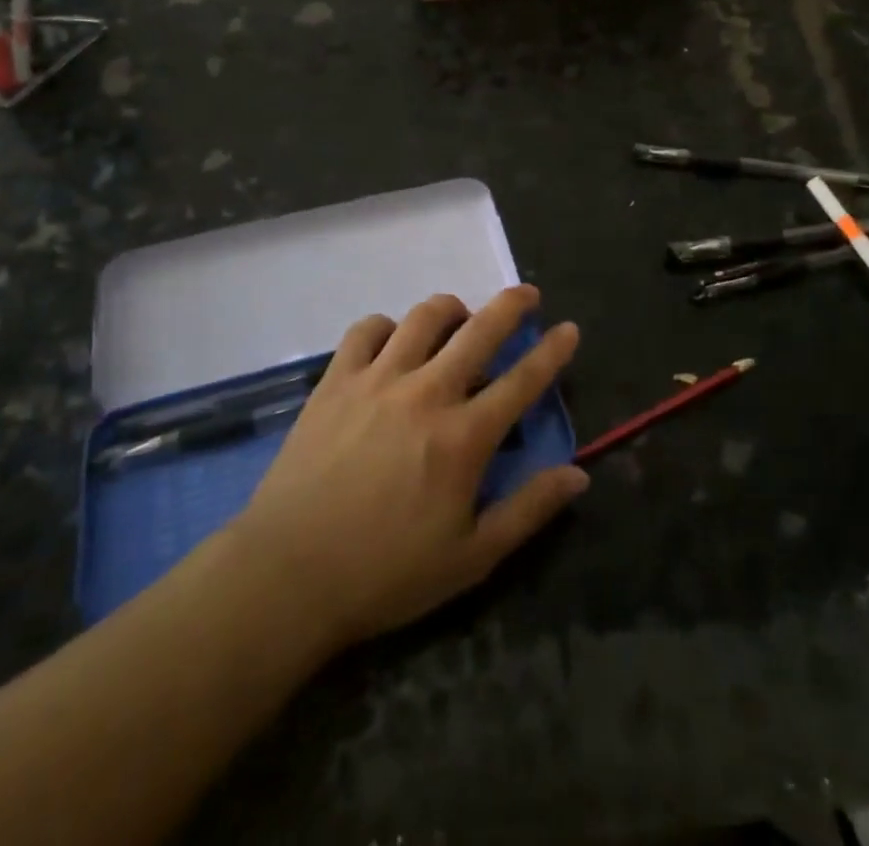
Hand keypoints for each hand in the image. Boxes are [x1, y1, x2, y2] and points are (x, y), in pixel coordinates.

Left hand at [223, 286, 586, 653]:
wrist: (288, 575)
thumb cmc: (386, 573)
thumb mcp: (471, 558)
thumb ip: (528, 510)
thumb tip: (579, 475)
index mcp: (463, 437)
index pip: (522, 380)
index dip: (552, 351)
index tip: (569, 328)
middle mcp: (426, 393)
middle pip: (479, 330)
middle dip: (511, 305)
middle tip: (527, 294)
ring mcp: (377, 380)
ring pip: (423, 318)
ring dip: (450, 309)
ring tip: (459, 317)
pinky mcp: (335, 381)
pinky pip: (366, 330)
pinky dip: (387, 326)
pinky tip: (392, 341)